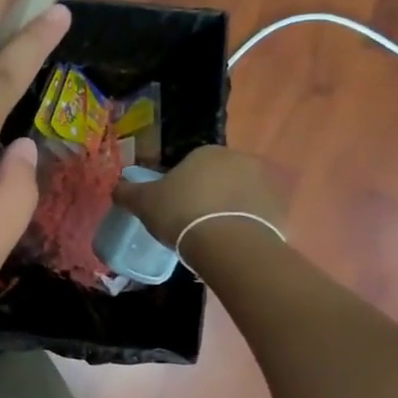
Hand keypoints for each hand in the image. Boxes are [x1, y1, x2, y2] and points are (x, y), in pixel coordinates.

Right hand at [112, 144, 283, 247]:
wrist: (229, 245)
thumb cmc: (182, 213)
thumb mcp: (143, 202)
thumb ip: (128, 192)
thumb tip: (116, 187)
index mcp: (208, 152)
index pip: (191, 163)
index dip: (180, 184)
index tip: (172, 205)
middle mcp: (241, 161)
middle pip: (218, 177)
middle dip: (207, 195)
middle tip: (190, 220)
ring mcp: (266, 185)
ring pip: (239, 197)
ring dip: (228, 210)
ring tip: (211, 237)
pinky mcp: (281, 212)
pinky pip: (257, 218)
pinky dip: (245, 227)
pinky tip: (230, 245)